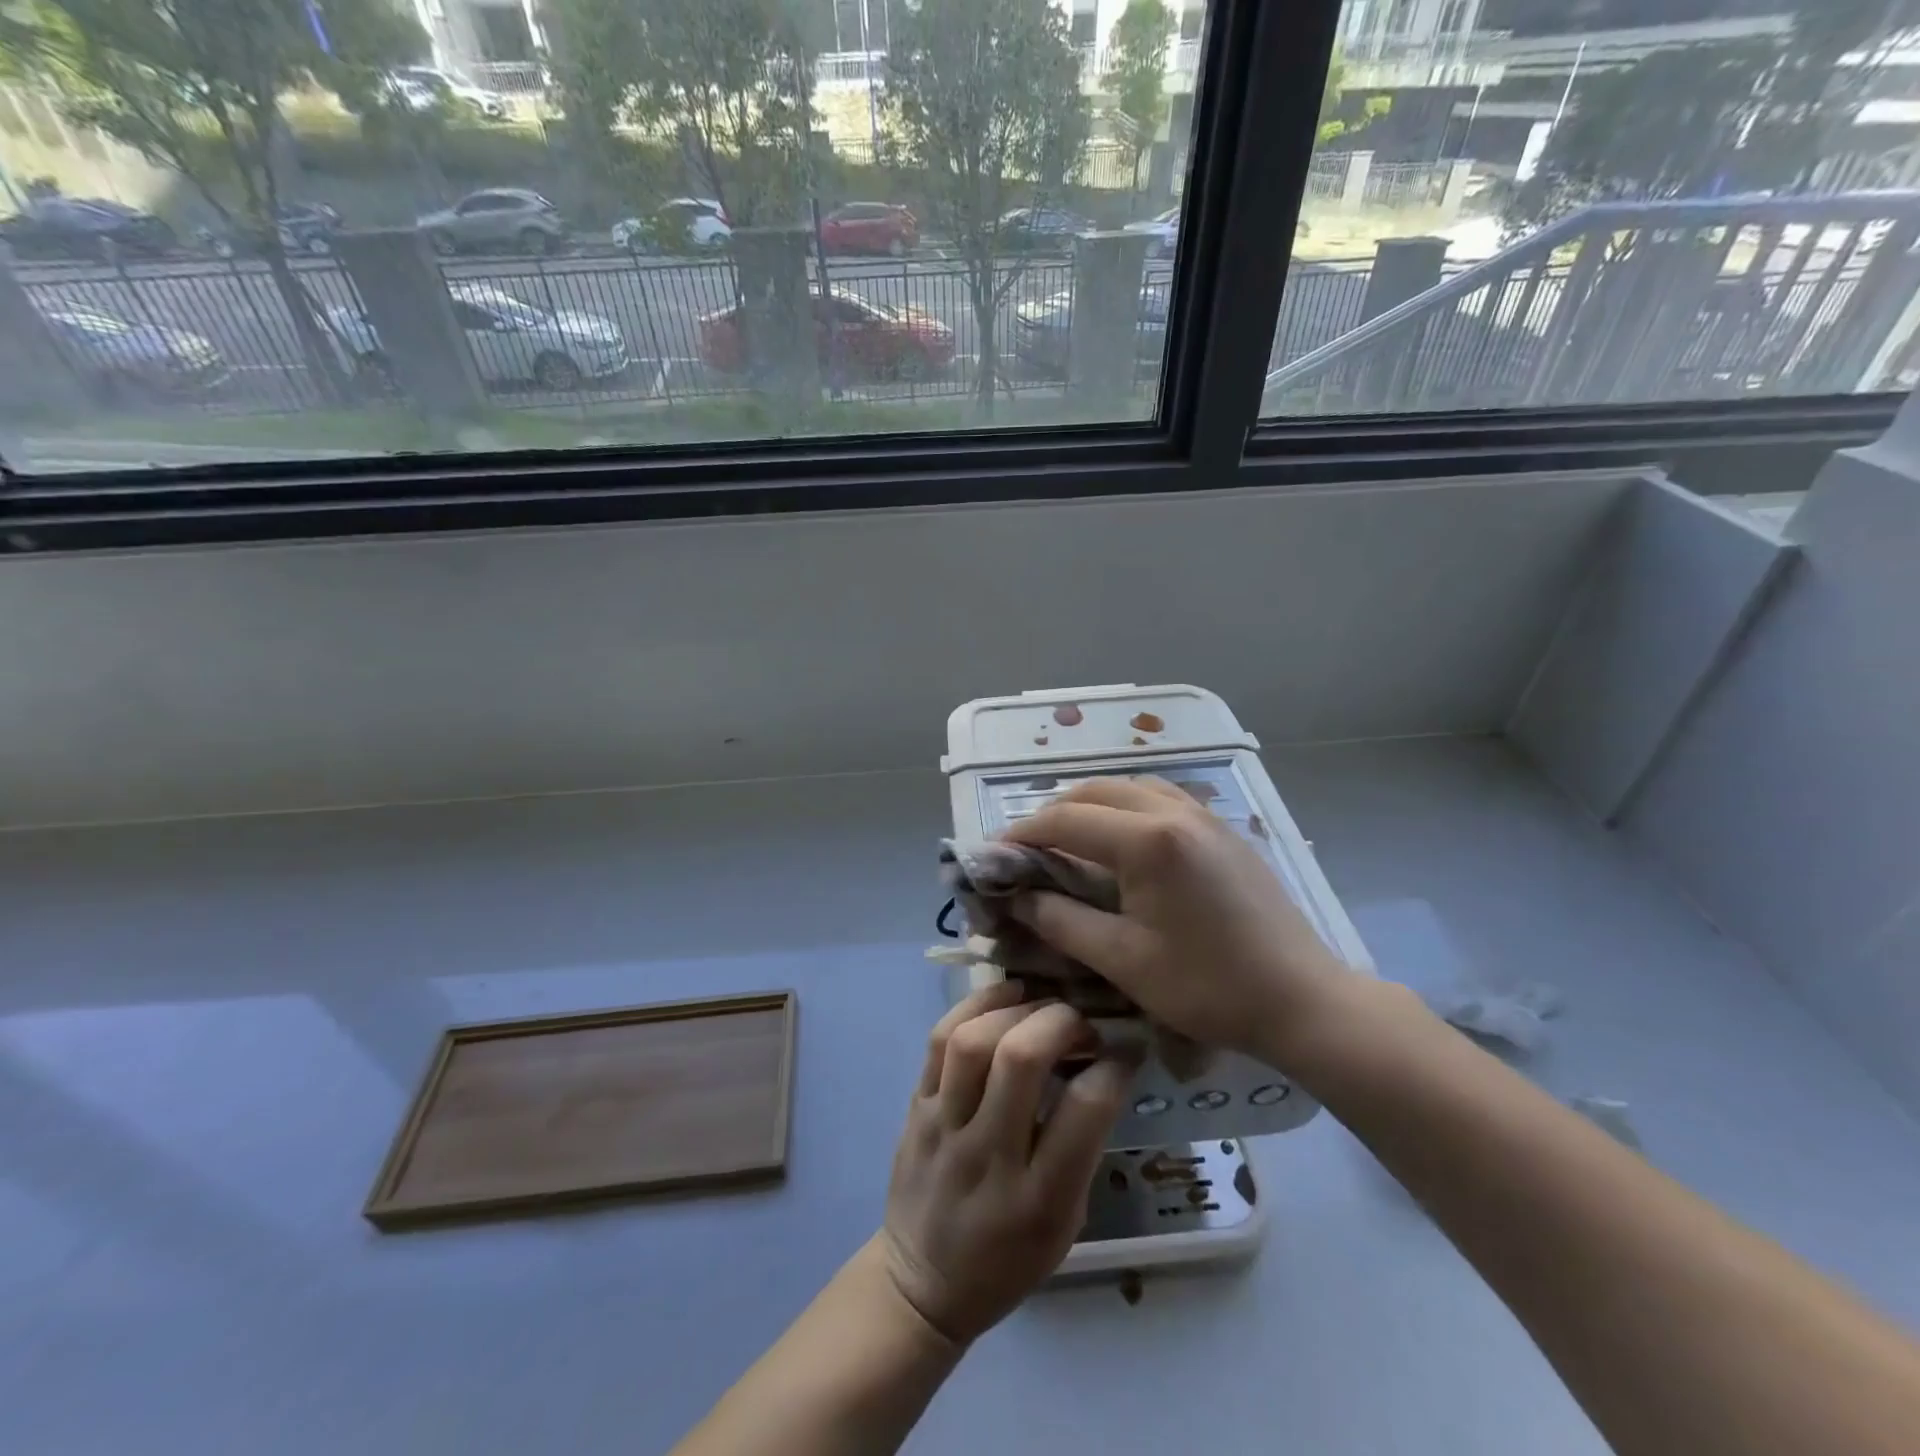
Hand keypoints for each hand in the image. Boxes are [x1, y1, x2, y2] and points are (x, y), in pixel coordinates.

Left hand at [880, 983, 1131, 1346]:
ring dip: (1014, 1009)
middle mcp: (988, 1155)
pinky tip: (1002, 997)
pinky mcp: (915, 1107)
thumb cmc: (1009, 1258)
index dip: (1114, 1065)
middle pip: (1020, 1059)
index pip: (1084, 1111)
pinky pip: (938, 1040)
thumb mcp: (1066, 1223)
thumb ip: (1081, 1149)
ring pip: (973, 1042)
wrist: (922, 1284)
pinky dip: (973, 1006)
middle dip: (1061, 1021)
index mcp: (1039, 1199)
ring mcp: (944, 1127)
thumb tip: (1100, 1066)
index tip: (1126, 1048)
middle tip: (1081, 1020)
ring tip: (1039, 1003)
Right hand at [1002, 776, 1352, 1067]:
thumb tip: (1016, 898)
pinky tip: (1124, 842)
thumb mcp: (1123, 960)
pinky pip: (1162, 797)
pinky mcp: (1224, 829)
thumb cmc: (1208, 987)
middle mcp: (1175, 811)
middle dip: (1053, 813)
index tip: (993, 855)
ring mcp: (1205, 815)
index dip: (1022, 834)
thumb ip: (1061, 921)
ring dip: (1092, 804)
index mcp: (1148, 840)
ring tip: (1071, 840)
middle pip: (1095, 790)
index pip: (1065, 820)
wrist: (1303, 1000)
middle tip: (1028, 850)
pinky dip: (1127, 806)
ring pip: (1130, 786)